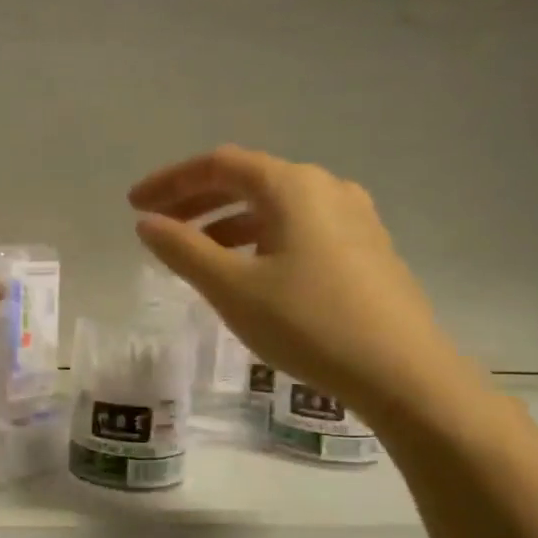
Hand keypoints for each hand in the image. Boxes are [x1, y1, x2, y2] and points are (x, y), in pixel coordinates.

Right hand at [129, 145, 479, 423]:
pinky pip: (297, 228)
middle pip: (247, 180)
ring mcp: (353, 217)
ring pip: (273, 207)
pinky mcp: (365, 249)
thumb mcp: (231, 288)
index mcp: (292, 186)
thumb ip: (183, 250)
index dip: (170, 181)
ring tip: (194, 253)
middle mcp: (326, 188)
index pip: (218, 165)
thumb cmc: (308, 322)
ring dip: (226, 222)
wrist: (403, 373)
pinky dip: (259, 239)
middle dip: (196, 201)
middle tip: (157, 226)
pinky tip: (246, 271)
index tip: (134, 204)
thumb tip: (147, 223)